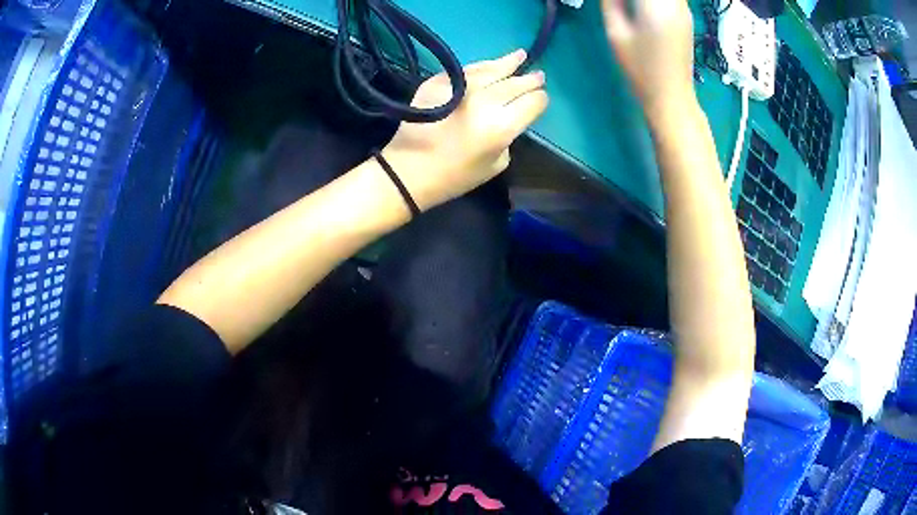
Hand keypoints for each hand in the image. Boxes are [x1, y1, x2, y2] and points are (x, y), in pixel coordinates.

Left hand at [382, 50, 547, 210]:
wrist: (407, 171)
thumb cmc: (454, 176)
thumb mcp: (496, 164)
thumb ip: (509, 136)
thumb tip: (510, 115)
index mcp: (501, 126)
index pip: (531, 103)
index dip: (539, 100)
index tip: (540, 99)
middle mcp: (484, 101)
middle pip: (514, 84)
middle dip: (529, 80)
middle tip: (538, 76)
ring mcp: (460, 87)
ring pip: (491, 69)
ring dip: (508, 63)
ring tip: (520, 56)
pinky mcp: (438, 81)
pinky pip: (467, 70)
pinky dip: (481, 67)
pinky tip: (491, 64)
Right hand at [602, 0, 694, 116]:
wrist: (671, 97)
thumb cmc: (641, 69)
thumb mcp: (617, 33)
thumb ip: (612, 2)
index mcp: (657, 5)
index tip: (614, 0)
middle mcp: (676, 3)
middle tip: (620, 3)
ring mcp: (684, 9)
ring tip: (628, 6)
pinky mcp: (686, 16)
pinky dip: (653, 0)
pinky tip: (642, 6)